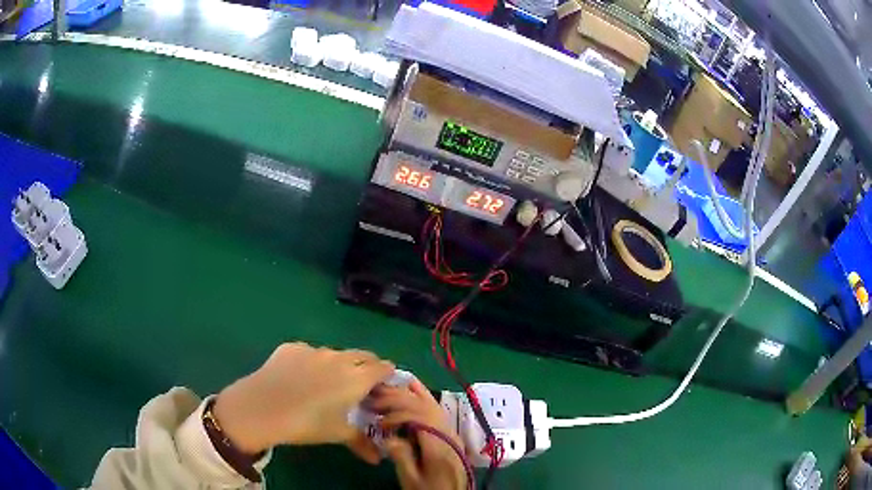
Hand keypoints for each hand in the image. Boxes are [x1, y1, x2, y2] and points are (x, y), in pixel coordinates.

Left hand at [213, 342, 393, 461]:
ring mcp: (313, 349)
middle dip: (367, 366)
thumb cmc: (307, 423)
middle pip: (362, 355)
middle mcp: (338, 358)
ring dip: (338, 365)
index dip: (387, 375)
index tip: (384, 387)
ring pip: (334, 354)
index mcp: (356, 377)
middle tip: (361, 384)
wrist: (263, 408)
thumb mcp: (338, 434)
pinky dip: (311, 363)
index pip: (383, 367)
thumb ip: (362, 442)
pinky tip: (299, 378)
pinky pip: (309, 353)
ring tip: (326, 383)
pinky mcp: (291, 347)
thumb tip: (378, 458)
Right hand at [370, 380, 467, 489]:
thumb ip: (402, 457)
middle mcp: (448, 432)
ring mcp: (451, 430)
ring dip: (408, 394)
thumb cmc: (430, 489)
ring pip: (431, 403)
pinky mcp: (449, 431)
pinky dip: (423, 394)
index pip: (419, 417)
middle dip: (398, 398)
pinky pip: (437, 408)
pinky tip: (412, 384)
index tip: (380, 422)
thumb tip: (387, 438)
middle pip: (424, 406)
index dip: (397, 414)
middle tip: (374, 398)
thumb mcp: (412, 479)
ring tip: (386, 387)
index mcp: (439, 445)